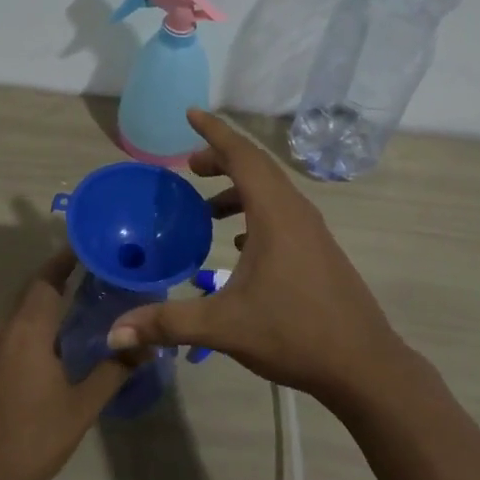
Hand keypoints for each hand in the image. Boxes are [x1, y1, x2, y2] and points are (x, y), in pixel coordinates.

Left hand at [0, 249, 129, 479]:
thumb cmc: (28, 440)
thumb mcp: (79, 409)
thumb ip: (112, 372)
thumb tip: (145, 346)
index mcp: (27, 329)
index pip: (46, 278)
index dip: (65, 260)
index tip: (86, 248)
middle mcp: (1, 328)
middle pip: (31, 293)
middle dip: (57, 282)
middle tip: (91, 281)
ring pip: (17, 316)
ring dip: (42, 311)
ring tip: (74, 318)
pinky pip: (5, 336)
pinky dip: (27, 332)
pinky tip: (44, 355)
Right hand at [107, 109, 403, 405]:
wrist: (365, 366)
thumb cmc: (294, 333)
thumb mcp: (224, 326)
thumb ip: (168, 322)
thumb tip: (114, 331)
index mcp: (275, 213)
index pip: (241, 154)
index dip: (214, 131)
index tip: (190, 113)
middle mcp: (295, 211)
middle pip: (256, 167)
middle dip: (221, 158)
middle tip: (189, 166)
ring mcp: (311, 231)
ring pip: (270, 191)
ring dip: (238, 189)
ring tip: (207, 208)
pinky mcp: (318, 250)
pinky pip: (281, 214)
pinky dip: (255, 212)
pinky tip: (239, 242)